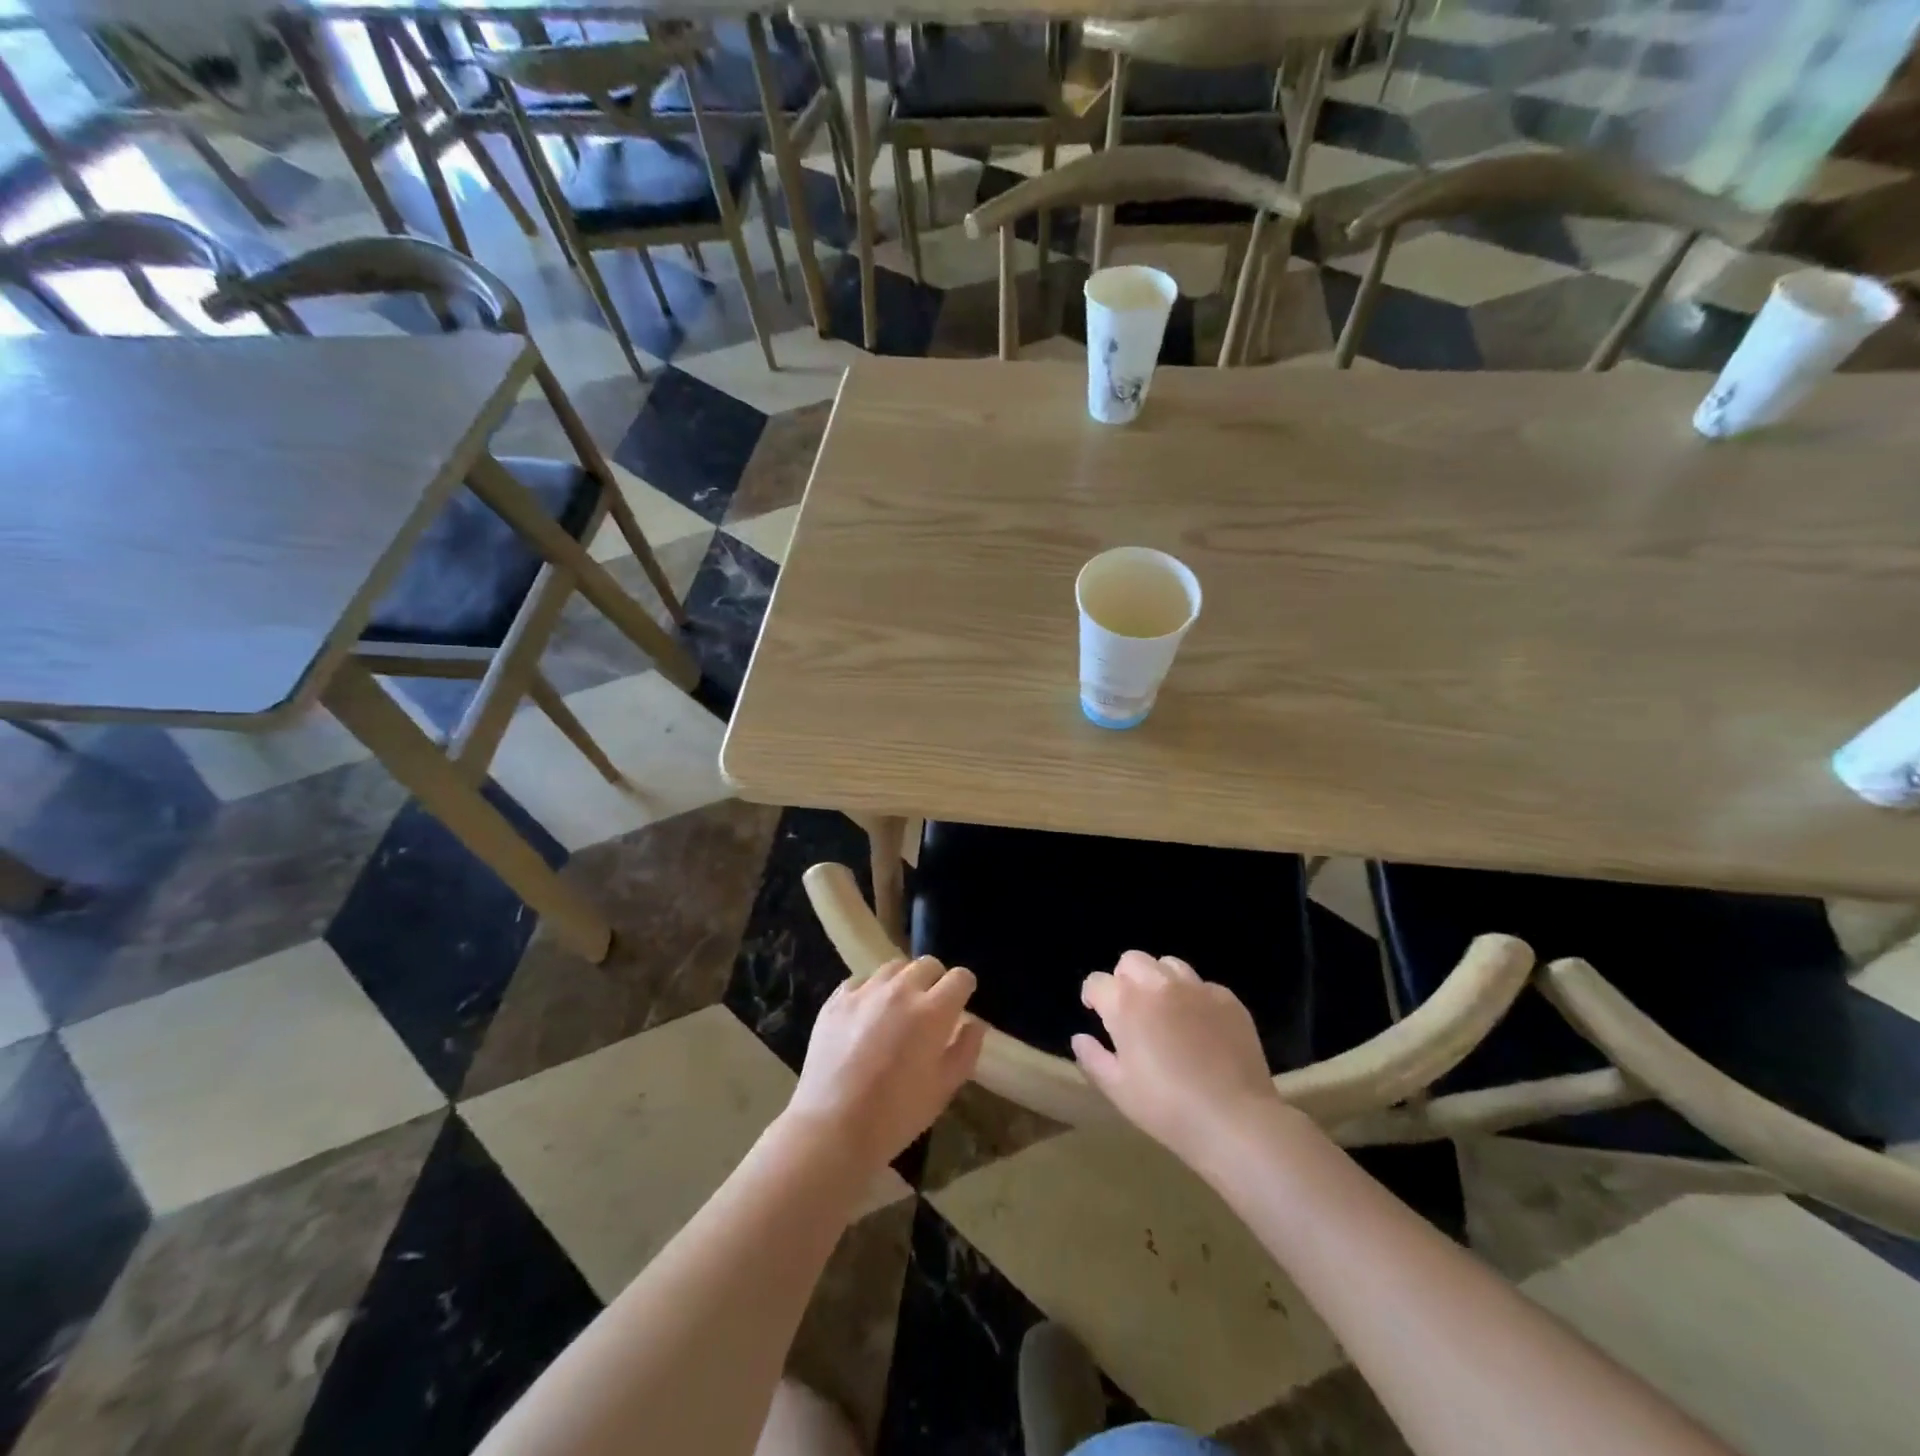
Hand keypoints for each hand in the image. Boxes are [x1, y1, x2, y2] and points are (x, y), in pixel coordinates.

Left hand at [784, 956, 987, 1169]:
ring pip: (894, 967)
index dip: (964, 989)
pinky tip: (865, 1017)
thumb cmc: (895, 1115)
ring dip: (903, 982)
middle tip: (929, 1009)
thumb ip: (965, 1050)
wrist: (832, 1127)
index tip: (959, 1006)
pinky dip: (870, 992)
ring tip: (897, 1010)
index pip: (960, 978)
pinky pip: (861, 981)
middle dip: (935, 981)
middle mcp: (900, 990)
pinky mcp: (836, 999)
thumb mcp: (943, 1089)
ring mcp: (865, 991)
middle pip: (927, 964)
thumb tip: (974, 1023)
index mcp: (932, 1012)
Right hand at [1071, 951, 1281, 1165]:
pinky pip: (1202, 986)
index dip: (1094, 996)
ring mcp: (1196, 988)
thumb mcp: (1117, 1089)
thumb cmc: (1167, 1108)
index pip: (1097, 981)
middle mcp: (1158, 984)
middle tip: (1132, 1010)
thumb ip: (1092, 1057)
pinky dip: (1194, 999)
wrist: (1234, 1120)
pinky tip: (1201, 1028)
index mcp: (1126, 1003)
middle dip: (1125, 979)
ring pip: (1168, 964)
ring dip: (1159, 981)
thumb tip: (1080, 1037)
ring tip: (1166, 1011)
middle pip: (1132, 960)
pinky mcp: (1227, 999)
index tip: (1098, 1013)